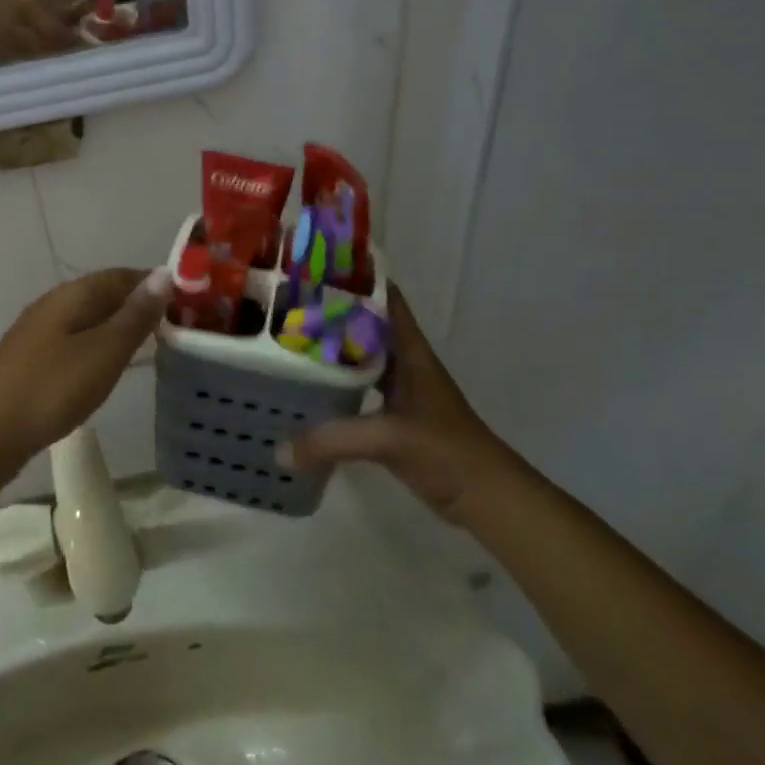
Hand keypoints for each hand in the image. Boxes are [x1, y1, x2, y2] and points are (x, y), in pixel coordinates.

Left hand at [0, 267, 171, 483]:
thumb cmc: (50, 388)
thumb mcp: (104, 352)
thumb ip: (135, 315)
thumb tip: (165, 273)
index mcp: (73, 295)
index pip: (123, 275)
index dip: (155, 284)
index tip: (189, 302)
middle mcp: (54, 305)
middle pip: (104, 295)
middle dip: (139, 306)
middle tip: (176, 328)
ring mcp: (38, 334)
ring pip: (89, 320)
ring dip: (118, 328)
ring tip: (149, 347)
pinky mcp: (31, 362)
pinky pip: (75, 343)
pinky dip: (98, 348)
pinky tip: (106, 369)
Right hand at [280, 285, 505, 525]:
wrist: (485, 498)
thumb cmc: (447, 451)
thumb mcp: (390, 439)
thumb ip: (334, 440)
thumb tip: (279, 449)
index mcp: (410, 351)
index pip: (384, 298)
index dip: (356, 278)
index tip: (315, 266)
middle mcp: (402, 362)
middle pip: (364, 324)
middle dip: (330, 311)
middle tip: (284, 301)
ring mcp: (398, 390)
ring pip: (358, 356)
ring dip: (330, 347)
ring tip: (286, 336)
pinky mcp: (391, 417)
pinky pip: (355, 389)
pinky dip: (333, 384)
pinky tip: (305, 387)